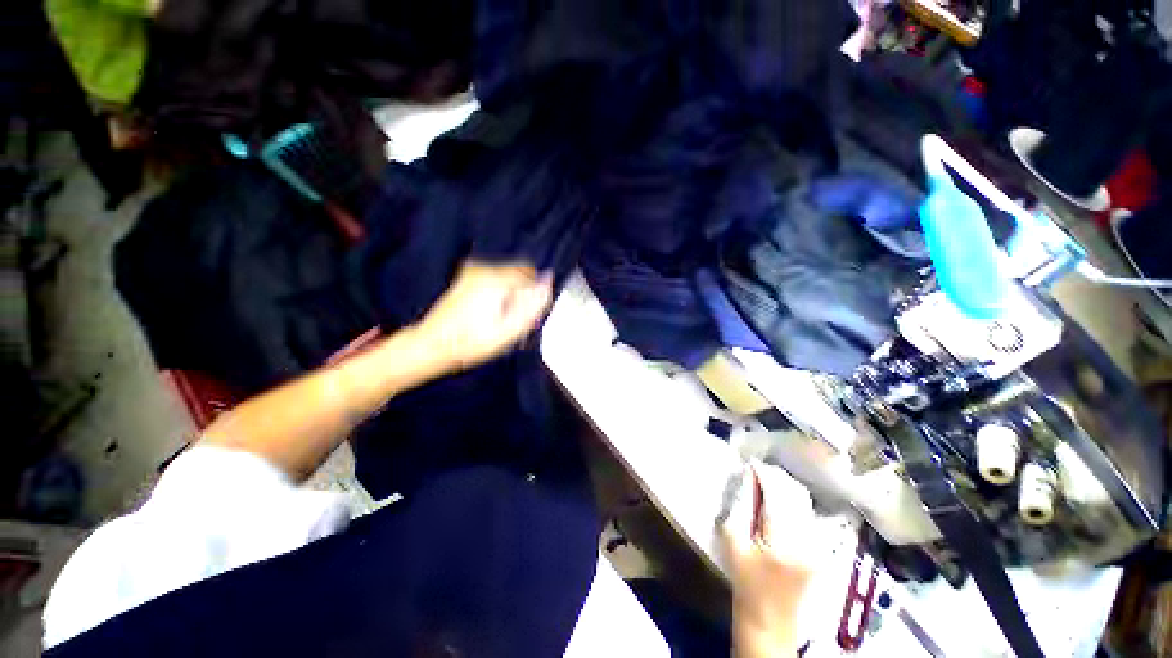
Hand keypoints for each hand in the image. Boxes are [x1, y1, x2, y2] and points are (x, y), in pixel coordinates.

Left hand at [413, 261, 553, 372]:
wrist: (431, 346)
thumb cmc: (472, 342)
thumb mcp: (509, 329)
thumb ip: (532, 305)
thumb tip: (548, 282)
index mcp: (495, 280)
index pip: (530, 275)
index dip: (533, 295)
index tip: (526, 314)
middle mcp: (483, 269)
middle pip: (518, 274)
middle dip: (522, 295)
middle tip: (512, 320)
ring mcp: (472, 272)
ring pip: (507, 279)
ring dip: (510, 296)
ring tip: (499, 320)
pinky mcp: (466, 278)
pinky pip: (495, 282)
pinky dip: (498, 295)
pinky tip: (488, 315)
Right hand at [720, 461, 816, 656]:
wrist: (769, 624)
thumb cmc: (745, 584)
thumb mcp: (732, 543)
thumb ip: (739, 507)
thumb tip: (746, 479)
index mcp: (782, 541)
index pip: (777, 493)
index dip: (764, 473)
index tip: (750, 462)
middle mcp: (806, 540)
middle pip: (795, 493)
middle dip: (775, 476)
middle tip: (756, 469)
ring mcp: (817, 546)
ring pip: (804, 501)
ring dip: (785, 486)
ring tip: (765, 480)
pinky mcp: (819, 550)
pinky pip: (807, 514)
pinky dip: (792, 500)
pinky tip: (778, 499)